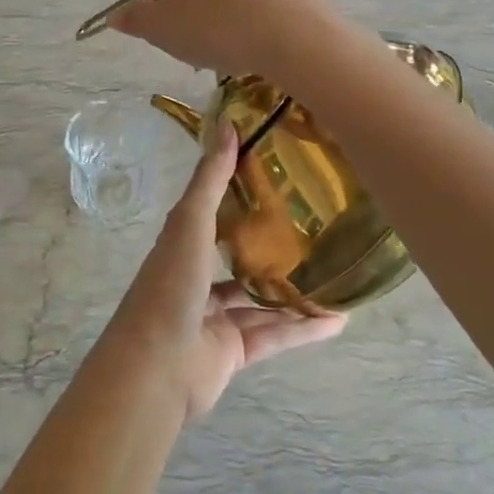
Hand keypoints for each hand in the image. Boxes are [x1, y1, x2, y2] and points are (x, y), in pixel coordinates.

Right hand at [108, 0, 337, 79]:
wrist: (297, 37)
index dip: (162, 9)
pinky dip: (246, 18)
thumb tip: (116, 16)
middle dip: (191, 13)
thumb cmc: (219, 23)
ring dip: (217, 18)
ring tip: (229, 48)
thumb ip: (136, 20)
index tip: (176, 33)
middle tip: (199, 45)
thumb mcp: (164, 28)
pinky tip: (253, 42)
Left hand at [112, 120, 344, 423]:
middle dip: (272, 245)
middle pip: (239, 257)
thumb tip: (228, 124)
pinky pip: (274, 335)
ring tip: (336, 273)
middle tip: (317, 227)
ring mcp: (215, 318)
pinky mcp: (233, 352)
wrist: (155, 369)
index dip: (238, 193)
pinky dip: (303, 329)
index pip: (212, 212)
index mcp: (182, 245)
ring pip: (261, 300)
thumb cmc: (169, 286)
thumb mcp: (189, 223)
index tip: (277, 175)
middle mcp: (197, 278)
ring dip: (295, 291)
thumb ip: (211, 180)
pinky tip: (338, 320)